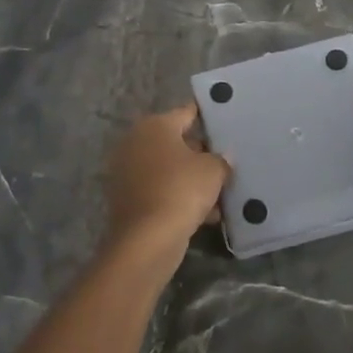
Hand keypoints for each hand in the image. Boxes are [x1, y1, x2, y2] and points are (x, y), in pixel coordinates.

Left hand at [102, 107, 230, 271]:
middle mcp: (136, 142)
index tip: (224, 121)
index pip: (186, 113)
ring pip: (169, 170)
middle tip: (225, 162)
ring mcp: (128, 171)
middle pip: (176, 142)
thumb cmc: (181, 190)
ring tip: (220, 194)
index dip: (207, 117)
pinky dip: (178, 198)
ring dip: (191, 180)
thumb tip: (222, 157)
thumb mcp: (213, 170)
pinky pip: (160, 191)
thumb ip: (221, 159)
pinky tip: (205, 215)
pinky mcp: (127, 199)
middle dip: (200, 153)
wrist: (147, 239)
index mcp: (155, 125)